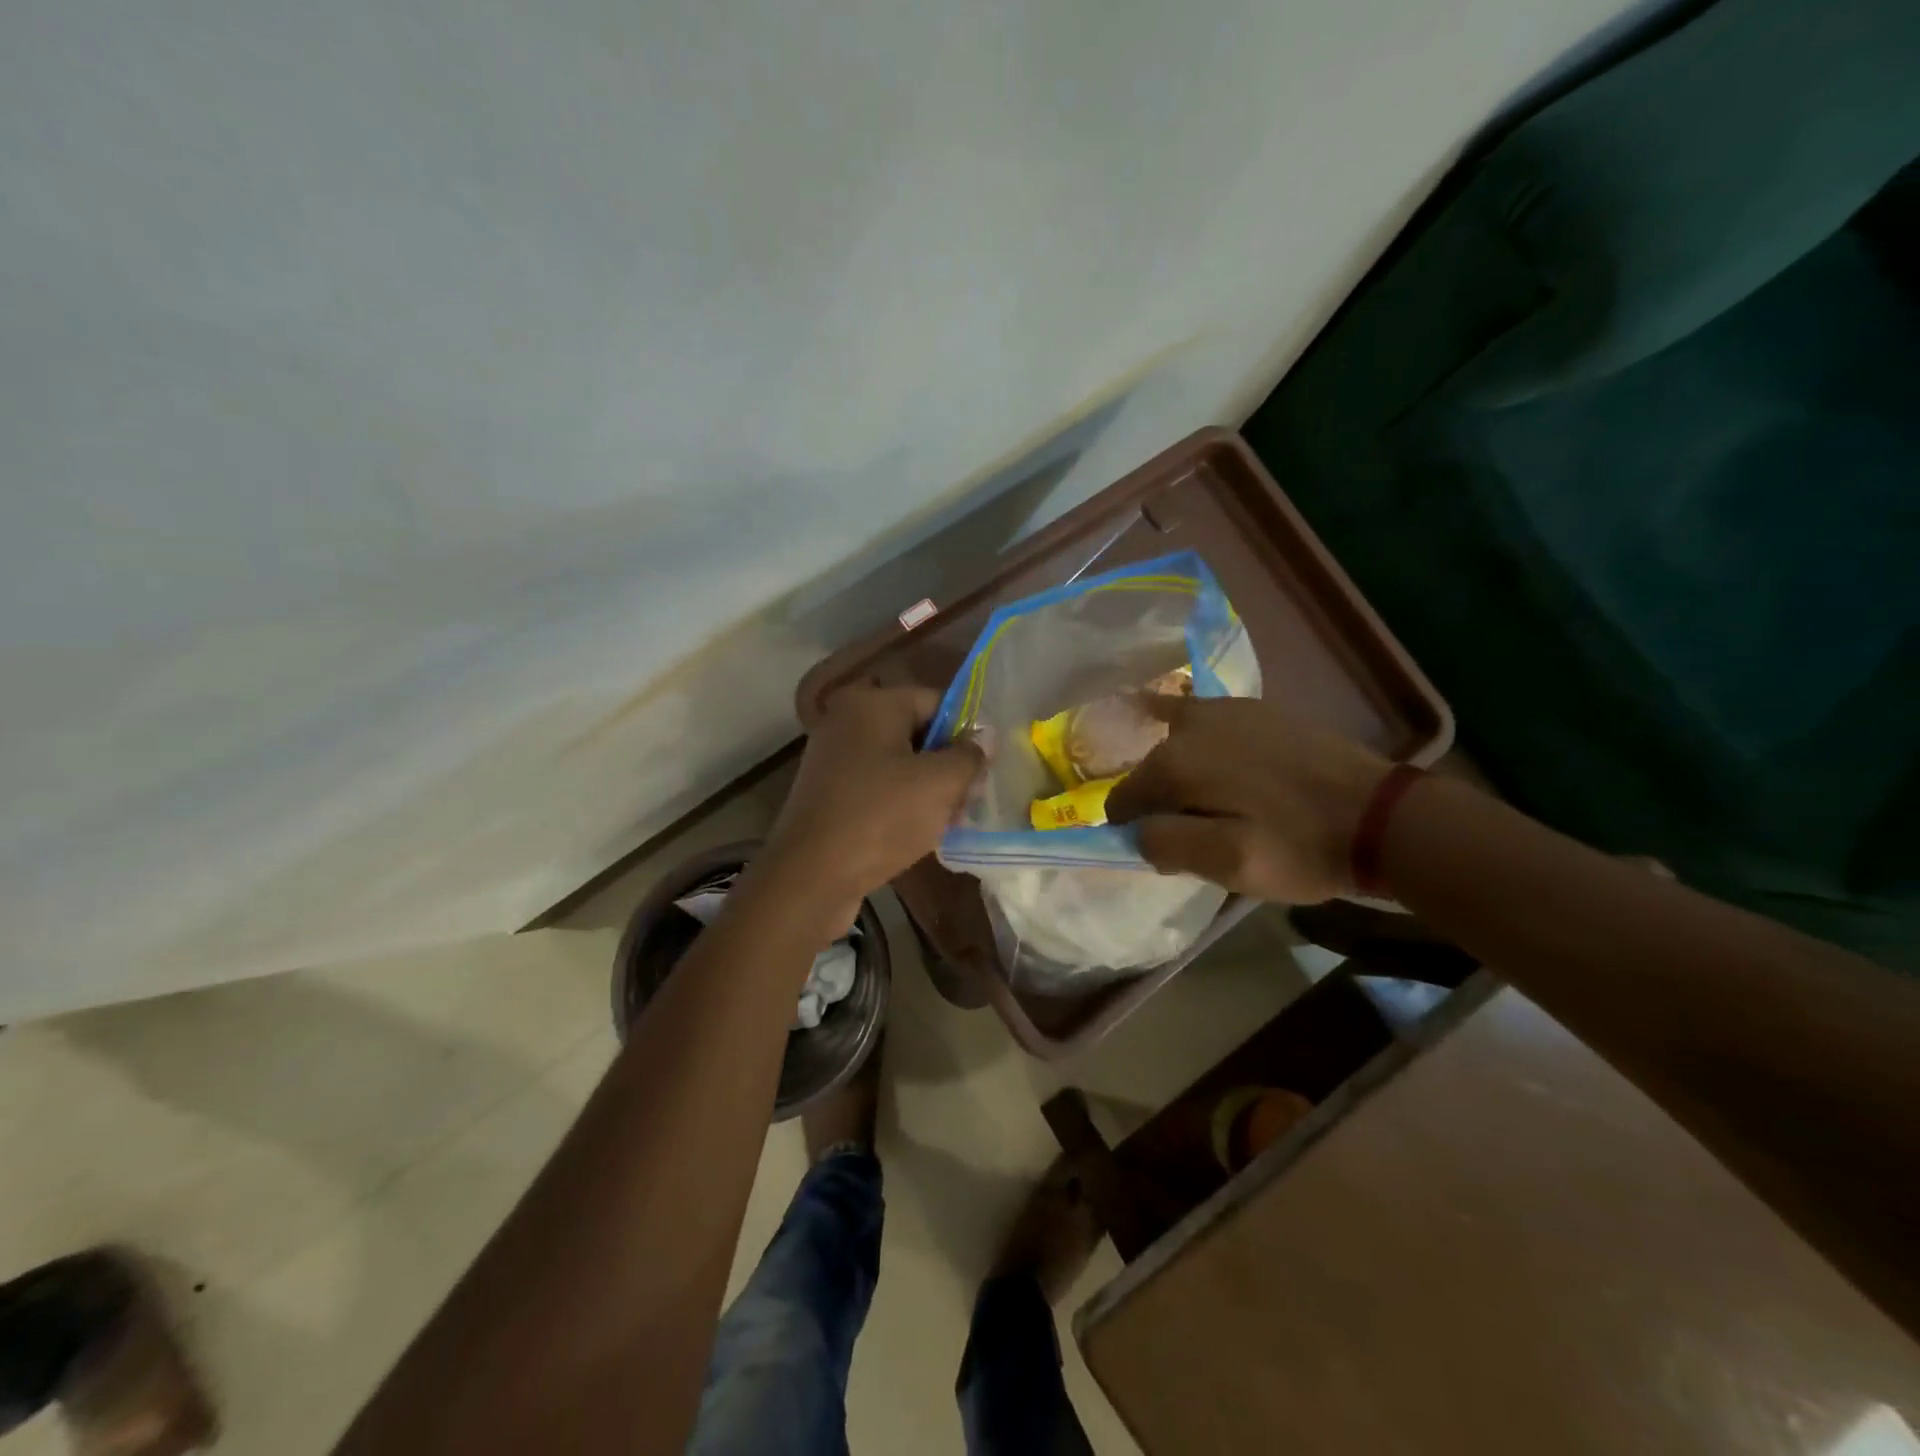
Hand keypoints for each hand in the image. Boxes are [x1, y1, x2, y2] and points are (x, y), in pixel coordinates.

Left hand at [761, 685, 983, 922]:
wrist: (811, 877)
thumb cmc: (881, 818)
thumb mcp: (941, 783)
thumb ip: (969, 755)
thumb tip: (983, 740)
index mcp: (872, 704)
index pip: (936, 702)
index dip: (967, 732)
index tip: (985, 768)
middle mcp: (847, 722)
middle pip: (916, 732)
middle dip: (947, 763)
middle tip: (970, 798)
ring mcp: (834, 759)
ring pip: (898, 763)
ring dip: (928, 787)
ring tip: (949, 820)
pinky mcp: (828, 794)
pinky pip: (877, 787)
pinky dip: (901, 803)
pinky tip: (919, 831)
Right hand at [1104, 697, 1393, 903]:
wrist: (1381, 816)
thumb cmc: (1299, 846)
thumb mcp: (1227, 864)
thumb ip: (1166, 844)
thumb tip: (1136, 829)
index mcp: (1174, 763)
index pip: (1123, 799)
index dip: (1135, 829)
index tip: (1166, 851)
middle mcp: (1190, 725)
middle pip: (1150, 769)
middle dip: (1161, 801)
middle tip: (1199, 833)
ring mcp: (1225, 708)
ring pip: (1176, 744)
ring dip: (1182, 772)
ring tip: (1217, 804)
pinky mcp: (1257, 708)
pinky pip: (1207, 724)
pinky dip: (1202, 744)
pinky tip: (1221, 763)